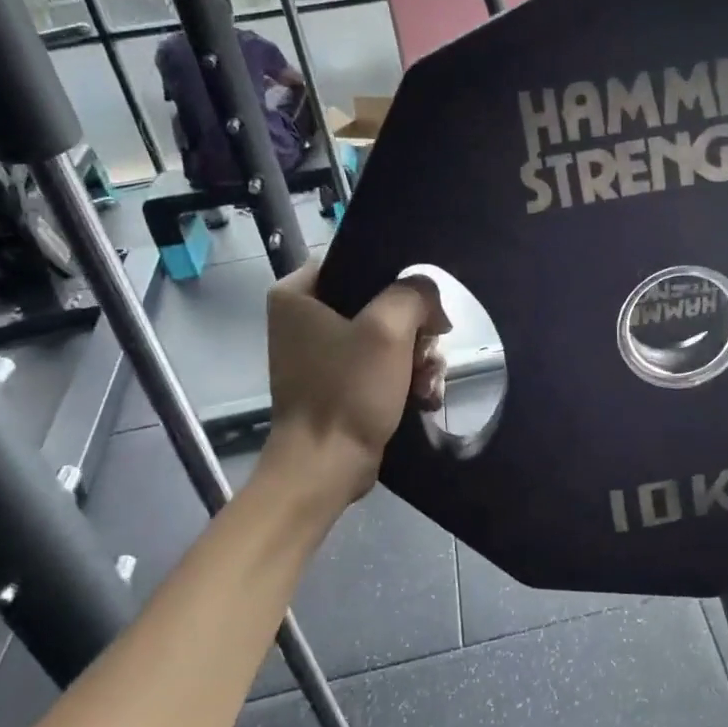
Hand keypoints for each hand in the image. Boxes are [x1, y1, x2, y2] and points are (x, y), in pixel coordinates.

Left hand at [259, 266, 450, 507]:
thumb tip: (430, 299)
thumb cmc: (348, 390)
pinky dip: (406, 377)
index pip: (360, 261)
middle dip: (414, 330)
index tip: (422, 306)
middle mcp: (305, 318)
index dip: (398, 278)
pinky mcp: (341, 381)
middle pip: (382, 301)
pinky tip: (422, 394)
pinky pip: (384, 363)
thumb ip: (415, 293)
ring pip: (390, 335)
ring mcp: (323, 353)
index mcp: (298, 293)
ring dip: (417, 357)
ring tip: (426, 381)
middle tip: (426, 351)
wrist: (327, 465)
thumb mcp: (388, 327)